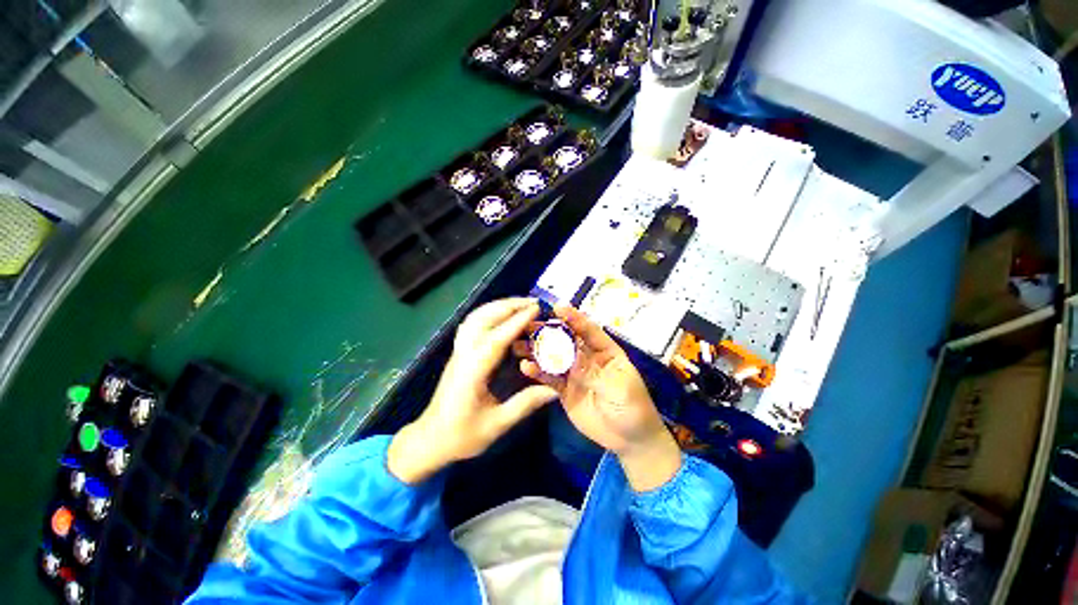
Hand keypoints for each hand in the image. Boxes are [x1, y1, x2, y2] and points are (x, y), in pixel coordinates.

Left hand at [388, 298, 558, 483]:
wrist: (430, 439)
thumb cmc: (461, 435)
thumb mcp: (496, 424)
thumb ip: (525, 404)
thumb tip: (553, 390)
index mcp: (474, 371)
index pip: (497, 338)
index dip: (518, 321)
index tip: (536, 308)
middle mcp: (464, 354)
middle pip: (484, 319)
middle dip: (509, 306)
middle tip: (534, 302)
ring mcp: (459, 351)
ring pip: (476, 317)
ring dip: (498, 306)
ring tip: (520, 304)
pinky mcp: (458, 352)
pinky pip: (472, 323)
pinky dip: (488, 312)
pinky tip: (500, 315)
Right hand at [520, 306, 680, 491]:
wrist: (630, 440)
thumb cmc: (633, 408)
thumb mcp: (619, 387)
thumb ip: (593, 372)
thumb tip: (572, 356)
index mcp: (605, 351)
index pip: (589, 330)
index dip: (574, 318)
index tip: (557, 307)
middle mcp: (587, 358)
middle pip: (566, 340)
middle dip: (548, 331)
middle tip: (527, 324)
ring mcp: (574, 374)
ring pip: (554, 357)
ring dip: (537, 350)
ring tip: (518, 344)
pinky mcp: (564, 390)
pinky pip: (550, 378)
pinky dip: (538, 372)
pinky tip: (525, 367)